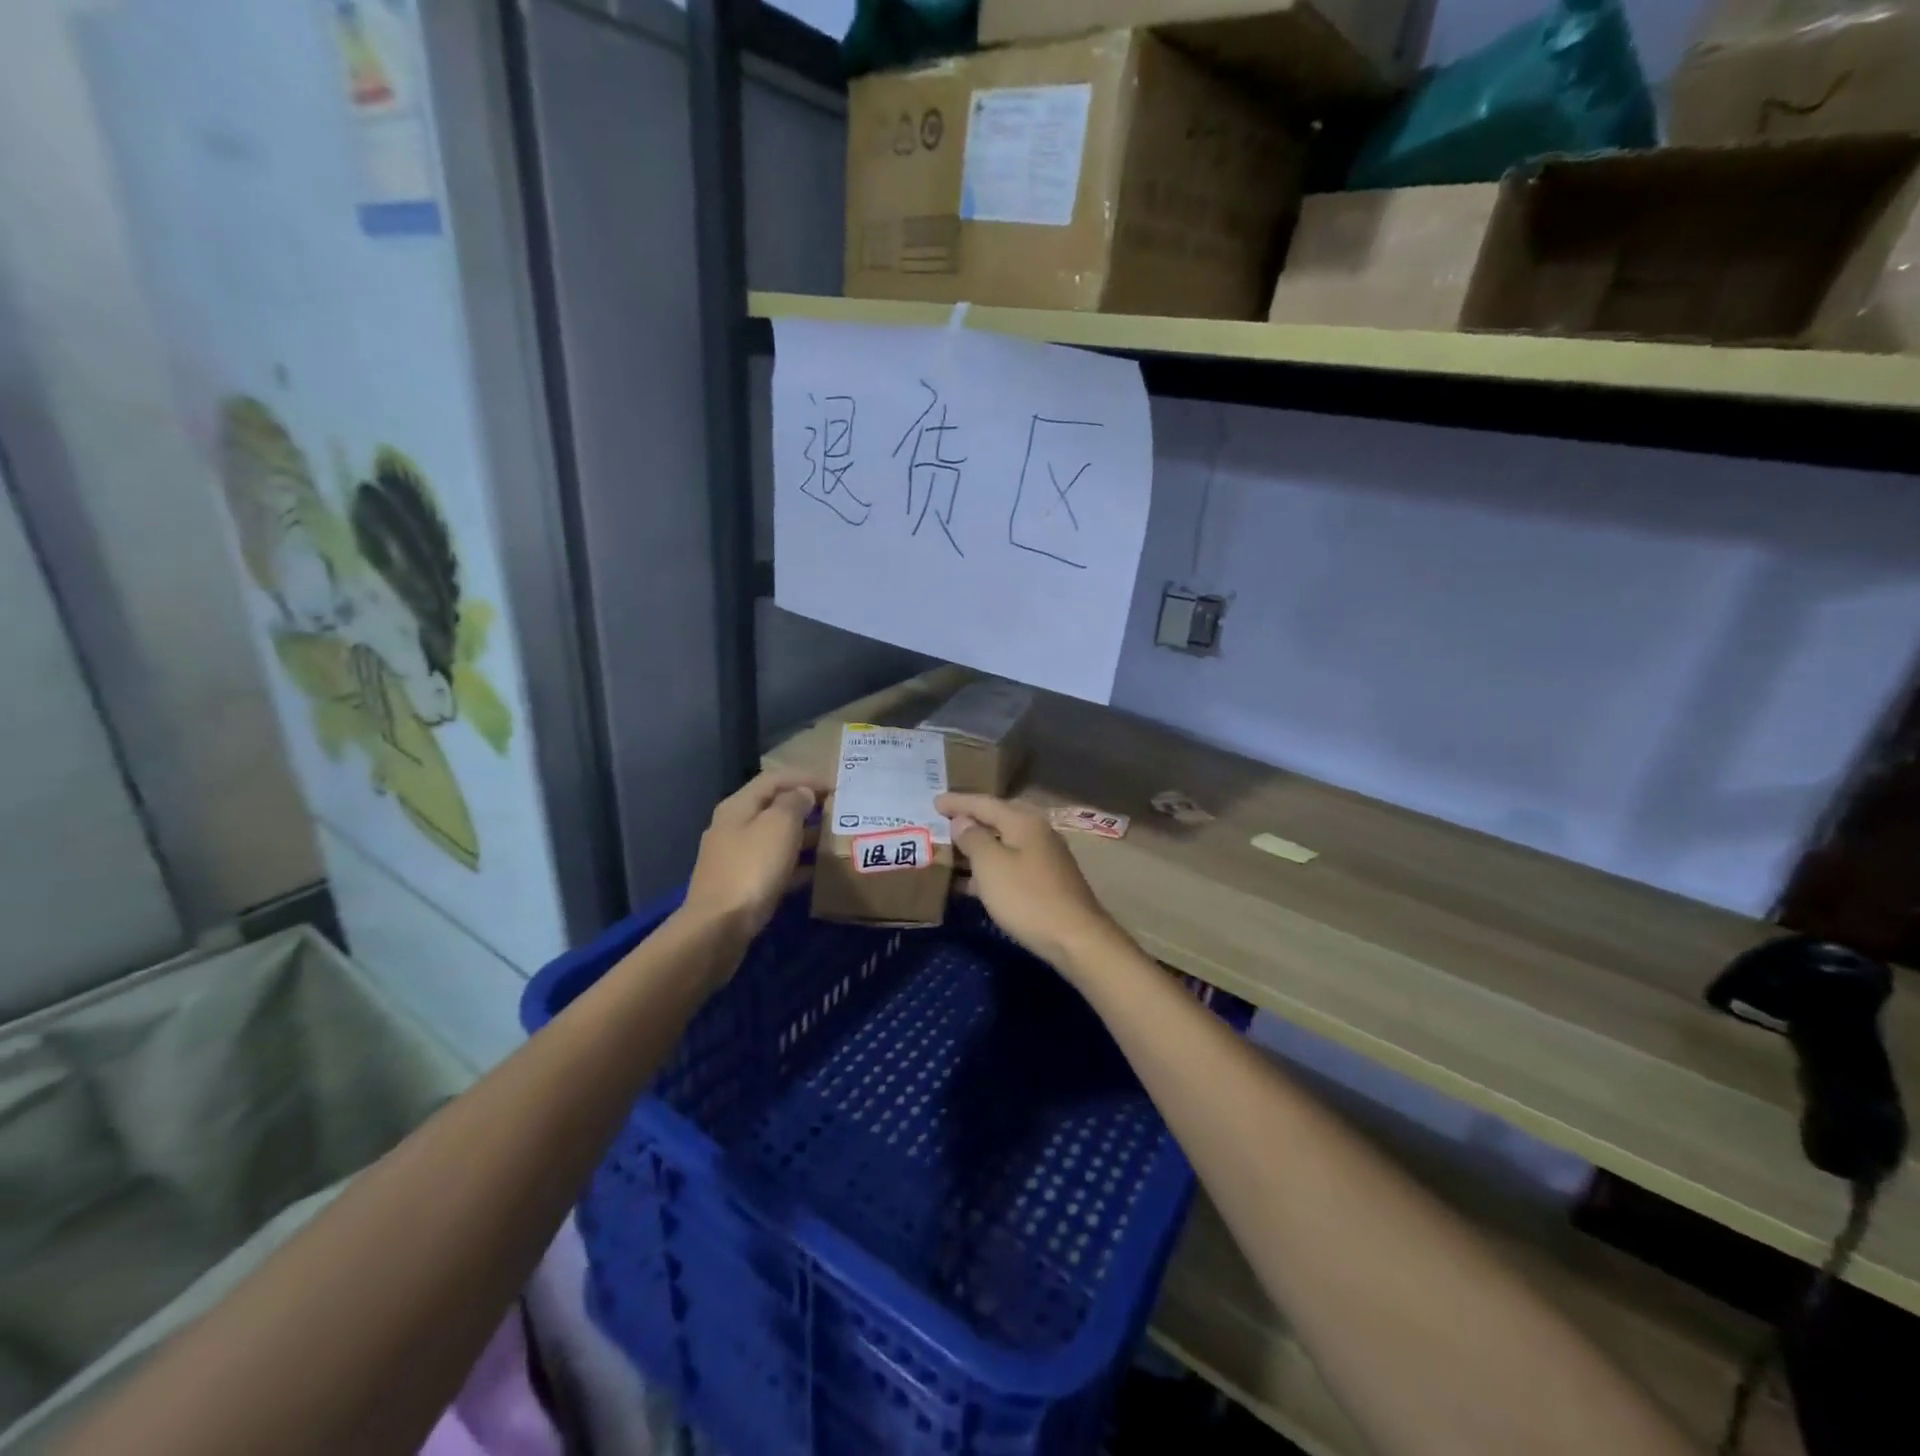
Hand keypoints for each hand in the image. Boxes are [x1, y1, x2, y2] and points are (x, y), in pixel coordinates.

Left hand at [683, 770, 825, 942]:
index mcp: (738, 806)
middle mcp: (733, 827)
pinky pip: (774, 866)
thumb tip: (802, 794)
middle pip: (773, 807)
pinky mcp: (741, 886)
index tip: (836, 786)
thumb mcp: (779, 826)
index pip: (774, 779)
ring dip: (803, 836)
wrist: (718, 928)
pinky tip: (817, 873)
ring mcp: (735, 858)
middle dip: (806, 806)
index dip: (805, 777)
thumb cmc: (752, 869)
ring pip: (775, 838)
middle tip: (838, 812)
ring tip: (833, 840)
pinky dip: (796, 864)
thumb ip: (794, 803)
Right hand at [937, 793, 1122, 974]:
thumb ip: (973, 839)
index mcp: (1023, 821)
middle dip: (972, 819)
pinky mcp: (1047, 881)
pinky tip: (972, 883)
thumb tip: (962, 821)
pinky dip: (991, 868)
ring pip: (1005, 843)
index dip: (958, 801)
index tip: (934, 801)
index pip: (984, 803)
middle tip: (946, 820)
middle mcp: (1038, 832)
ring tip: (953, 850)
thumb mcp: (991, 865)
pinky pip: (1011, 864)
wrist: (1075, 938)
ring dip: (979, 846)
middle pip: (998, 818)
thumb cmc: (1027, 897)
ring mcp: (1045, 857)